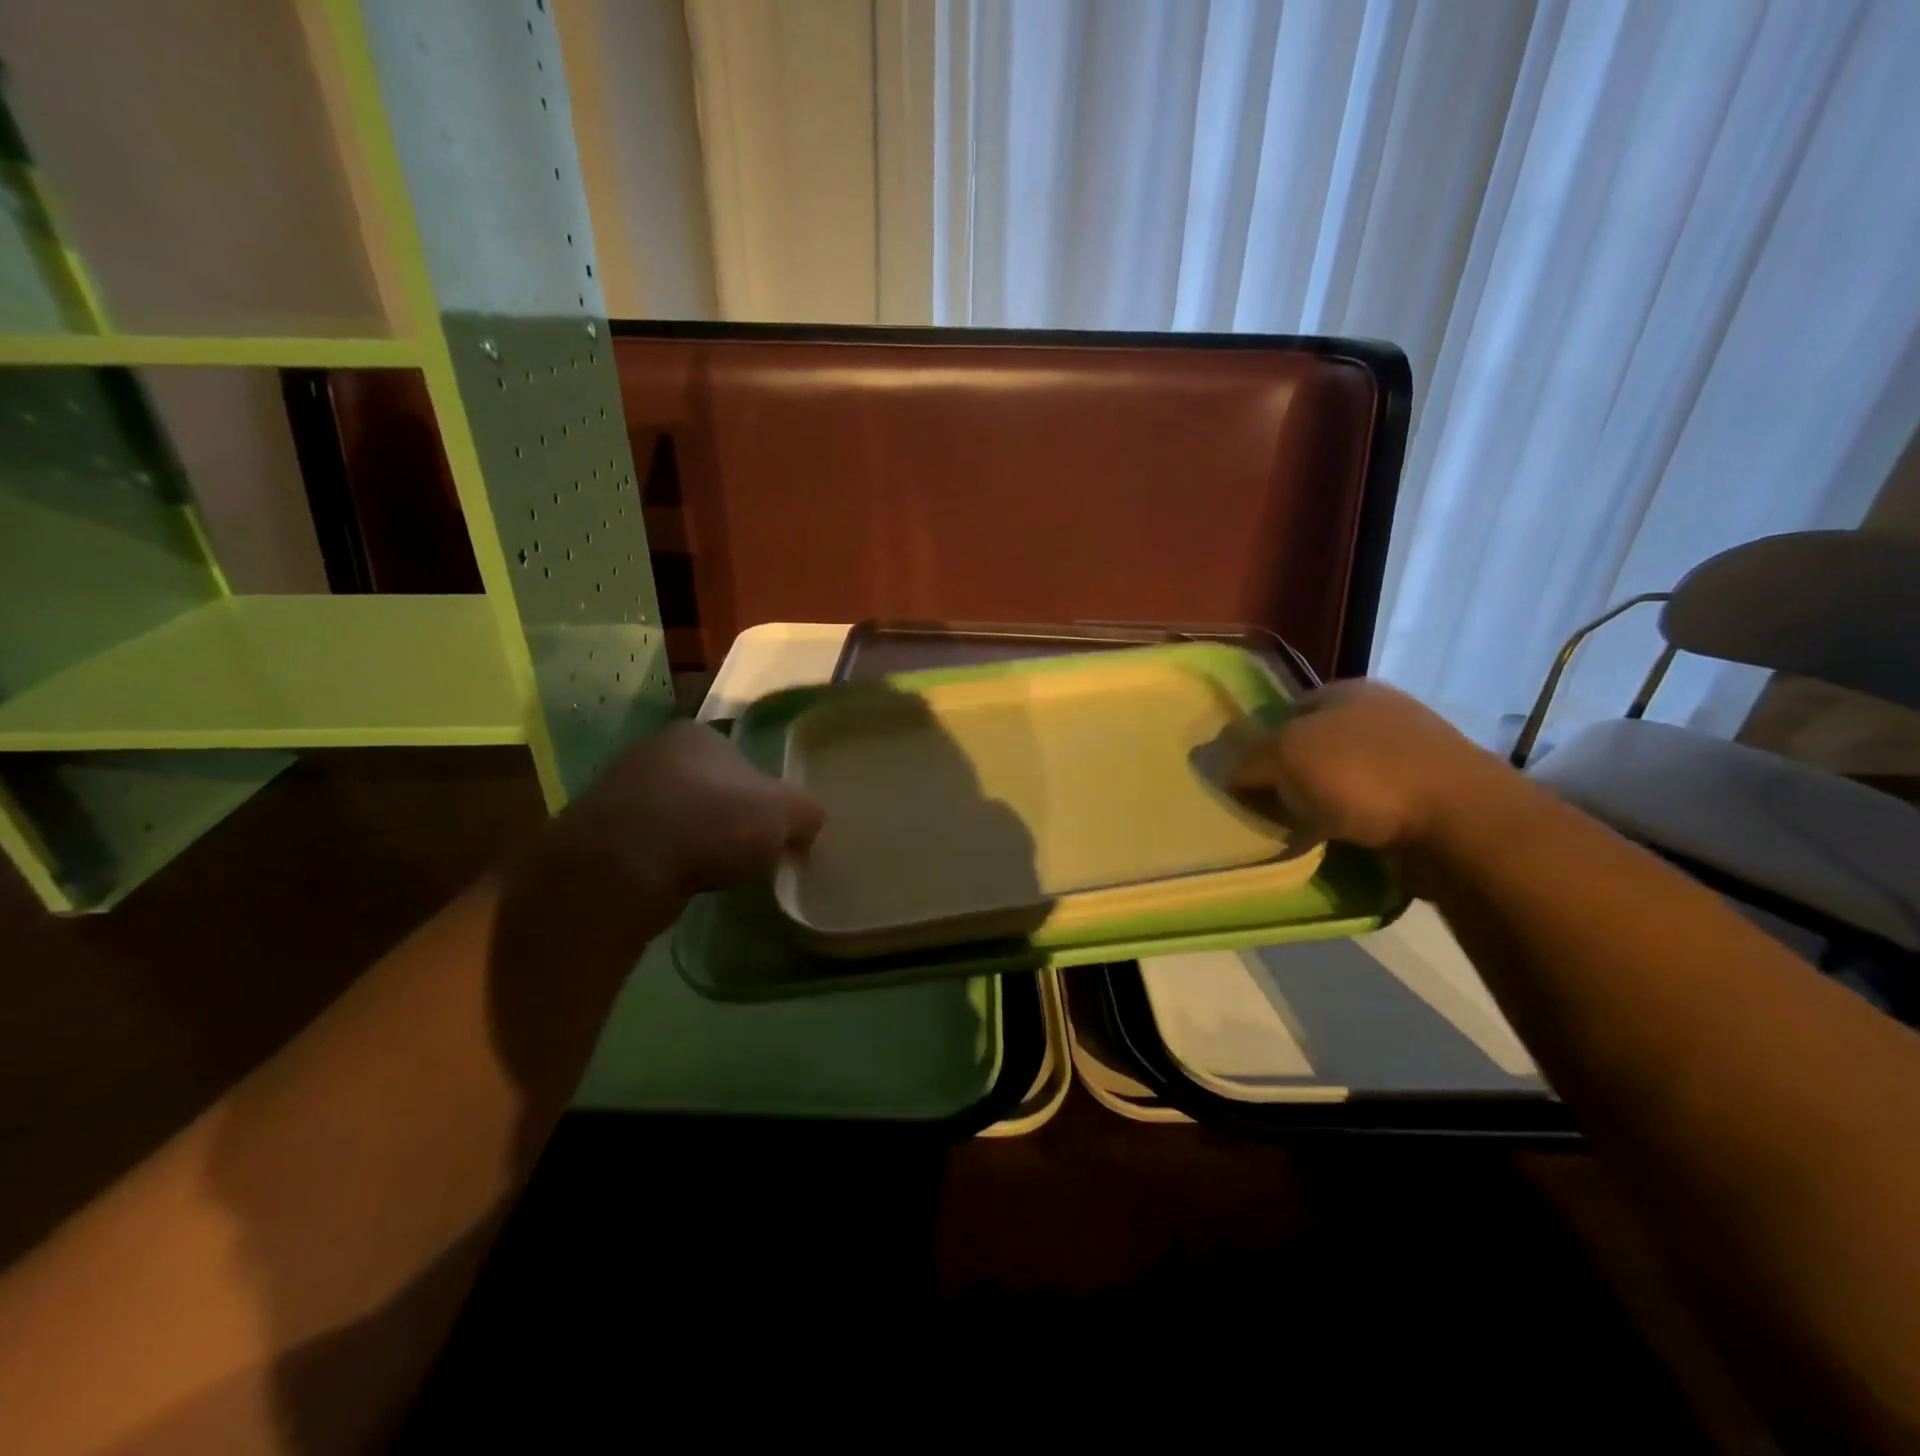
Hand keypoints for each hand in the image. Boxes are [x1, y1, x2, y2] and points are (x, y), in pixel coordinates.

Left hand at [554, 720, 824, 898]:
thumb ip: (807, 812)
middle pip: (710, 787)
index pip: (743, 759)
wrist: (622, 868)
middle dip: (728, 817)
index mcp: (698, 734)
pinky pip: (651, 845)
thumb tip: (807, 825)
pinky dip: (668, 861)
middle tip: (748, 851)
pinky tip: (680, 881)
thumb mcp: (786, 813)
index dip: (763, 795)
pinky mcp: (599, 833)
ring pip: (679, 817)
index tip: (772, 828)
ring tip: (714, 871)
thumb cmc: (711, 823)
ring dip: (696, 841)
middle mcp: (655, 751)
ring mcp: (620, 791)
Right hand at [1230, 679, 1513, 852]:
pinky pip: (1375, 808)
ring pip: (1346, 778)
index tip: (1249, 779)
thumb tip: (1230, 772)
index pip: (1287, 711)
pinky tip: (1344, 842)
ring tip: (1305, 832)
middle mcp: (1381, 713)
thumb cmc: (1363, 775)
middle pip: (1316, 745)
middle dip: (1293, 776)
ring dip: (1324, 803)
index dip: (1262, 742)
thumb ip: (1248, 760)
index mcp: (1347, 690)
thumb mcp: (1285, 757)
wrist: (1461, 822)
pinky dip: (1356, 823)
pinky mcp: (1433, 794)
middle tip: (1271, 808)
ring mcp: (1413, 753)